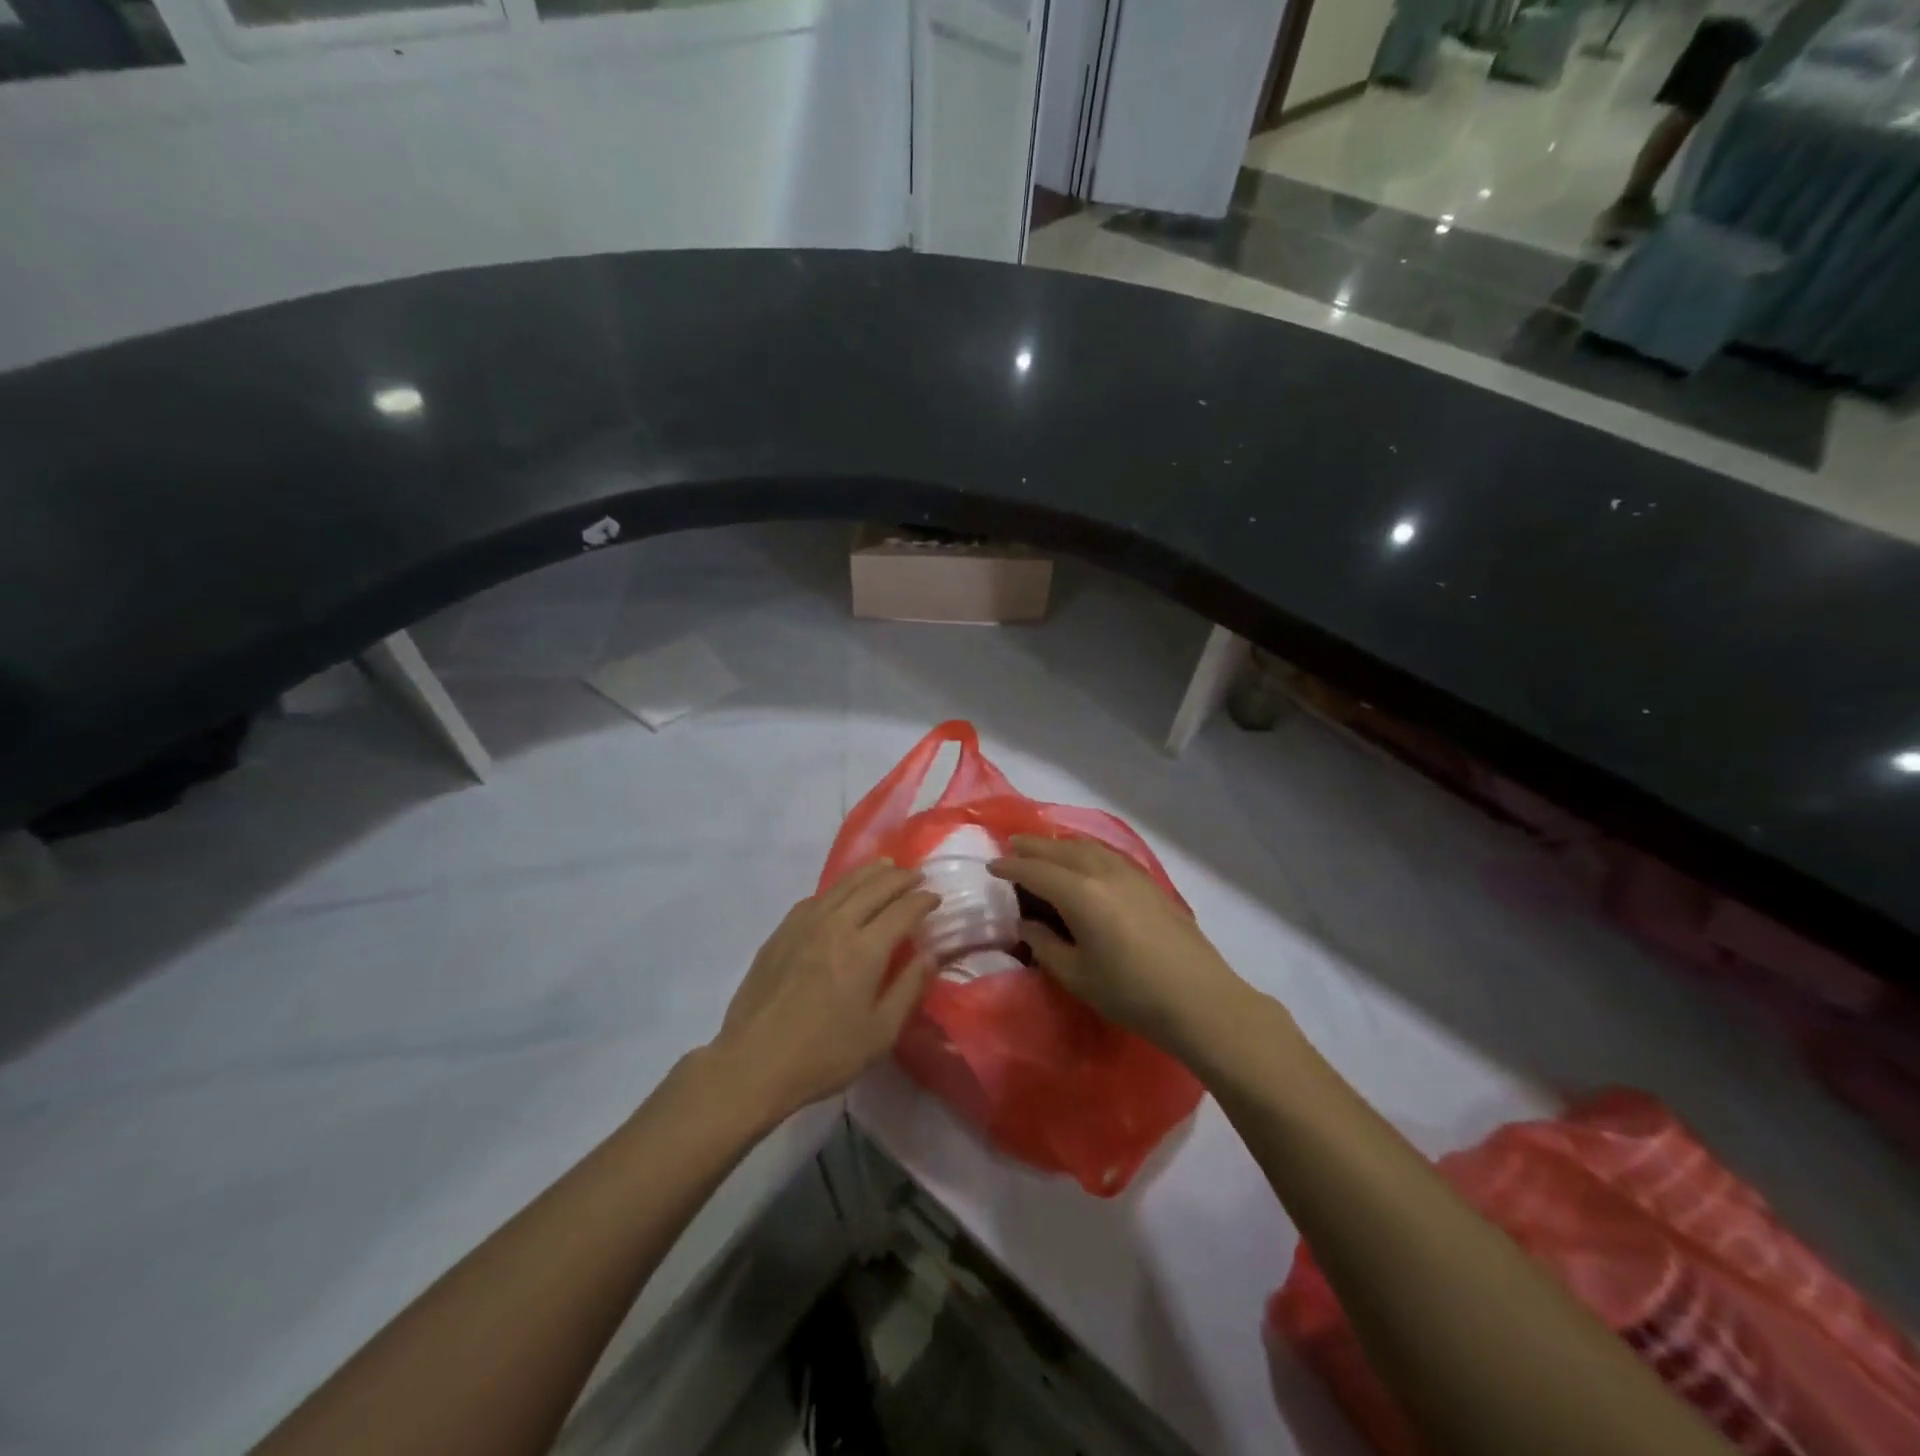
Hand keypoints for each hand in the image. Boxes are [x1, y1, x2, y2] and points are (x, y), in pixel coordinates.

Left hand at [710, 862, 938, 1121]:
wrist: (753, 1063)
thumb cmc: (824, 1055)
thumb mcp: (880, 1033)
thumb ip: (908, 989)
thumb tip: (929, 956)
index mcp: (865, 949)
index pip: (902, 910)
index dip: (922, 900)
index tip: (936, 897)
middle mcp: (836, 925)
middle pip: (873, 888)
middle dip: (900, 878)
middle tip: (916, 875)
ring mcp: (804, 924)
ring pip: (843, 885)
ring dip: (870, 873)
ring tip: (886, 867)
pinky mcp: (781, 932)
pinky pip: (817, 897)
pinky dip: (838, 888)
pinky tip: (841, 893)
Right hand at [990, 835, 1243, 1049]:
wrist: (1199, 998)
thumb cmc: (1130, 992)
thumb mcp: (1076, 975)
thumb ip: (1044, 943)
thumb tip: (1025, 922)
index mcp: (1079, 893)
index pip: (1035, 871)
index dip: (1010, 867)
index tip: (990, 866)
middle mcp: (1102, 872)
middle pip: (1059, 850)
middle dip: (1032, 847)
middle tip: (1011, 848)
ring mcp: (1130, 873)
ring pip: (1085, 847)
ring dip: (1059, 845)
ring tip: (1043, 850)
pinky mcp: (1149, 882)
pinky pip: (1106, 854)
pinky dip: (1085, 851)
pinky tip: (1084, 861)